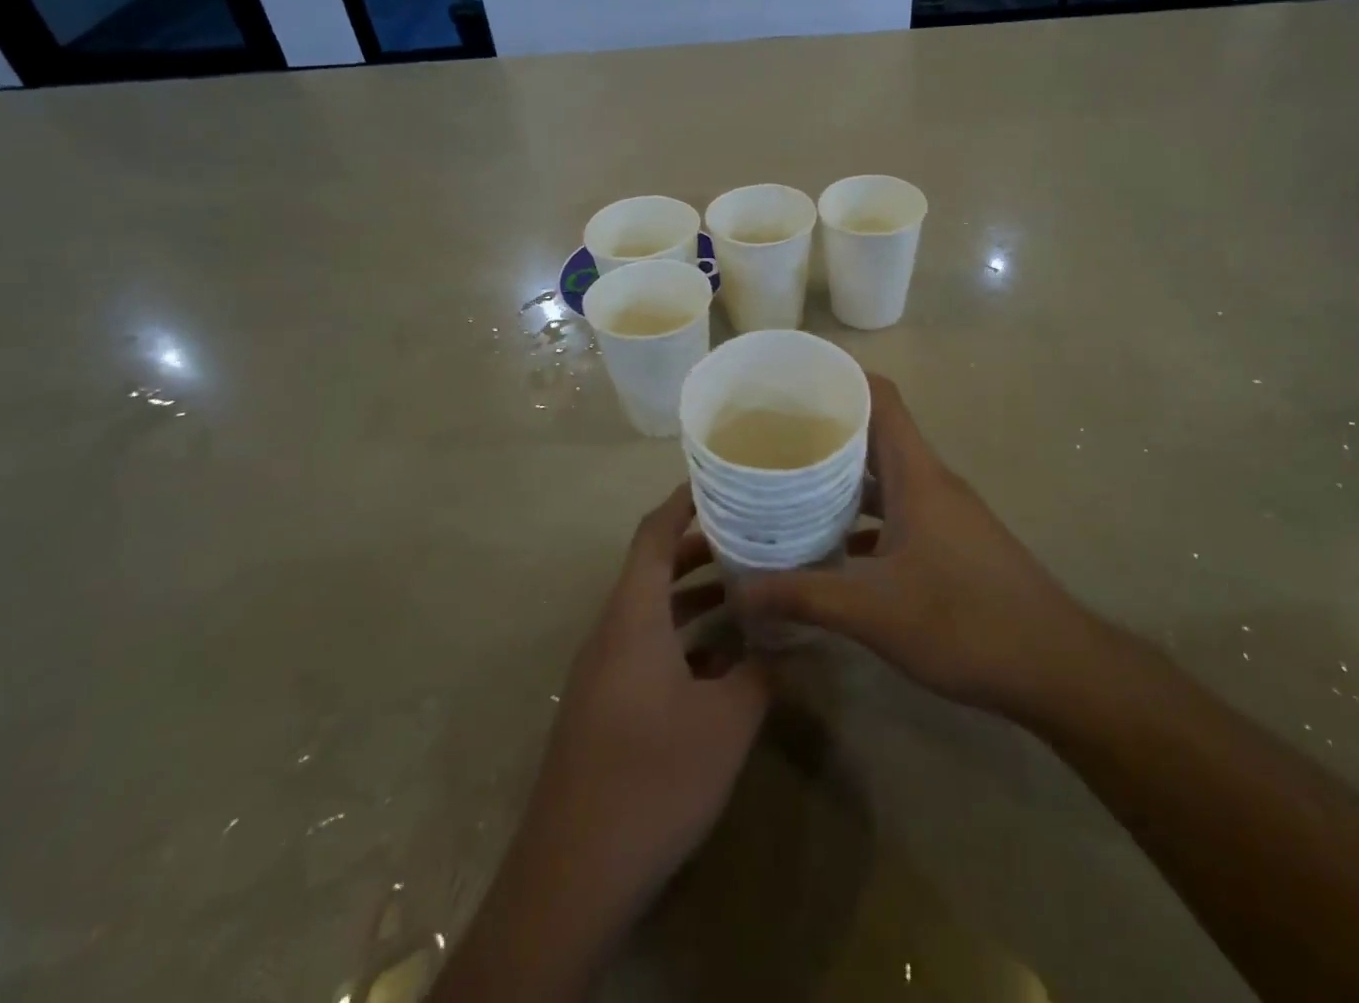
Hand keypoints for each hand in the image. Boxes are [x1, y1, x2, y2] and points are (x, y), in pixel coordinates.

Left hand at [437, 486, 767, 1001]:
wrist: (571, 879)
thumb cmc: (651, 778)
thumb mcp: (726, 722)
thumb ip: (760, 671)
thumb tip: (787, 641)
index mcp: (633, 617)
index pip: (654, 535)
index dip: (683, 501)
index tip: (722, 479)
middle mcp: (613, 632)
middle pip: (655, 568)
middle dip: (703, 548)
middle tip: (754, 533)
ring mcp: (605, 671)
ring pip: (654, 611)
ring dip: (697, 596)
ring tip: (750, 587)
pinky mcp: (606, 706)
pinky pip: (648, 649)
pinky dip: (686, 639)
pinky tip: (727, 658)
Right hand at [737, 374, 1094, 725]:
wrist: (1054, 666)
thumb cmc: (966, 622)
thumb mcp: (875, 611)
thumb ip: (804, 595)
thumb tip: (738, 590)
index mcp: (916, 474)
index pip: (881, 398)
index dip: (840, 380)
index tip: (791, 384)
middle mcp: (930, 481)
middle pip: (876, 433)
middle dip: (826, 430)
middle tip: (771, 437)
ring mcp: (944, 512)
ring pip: (885, 476)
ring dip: (843, 477)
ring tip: (789, 485)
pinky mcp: (950, 542)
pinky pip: (897, 511)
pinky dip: (863, 517)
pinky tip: (831, 545)